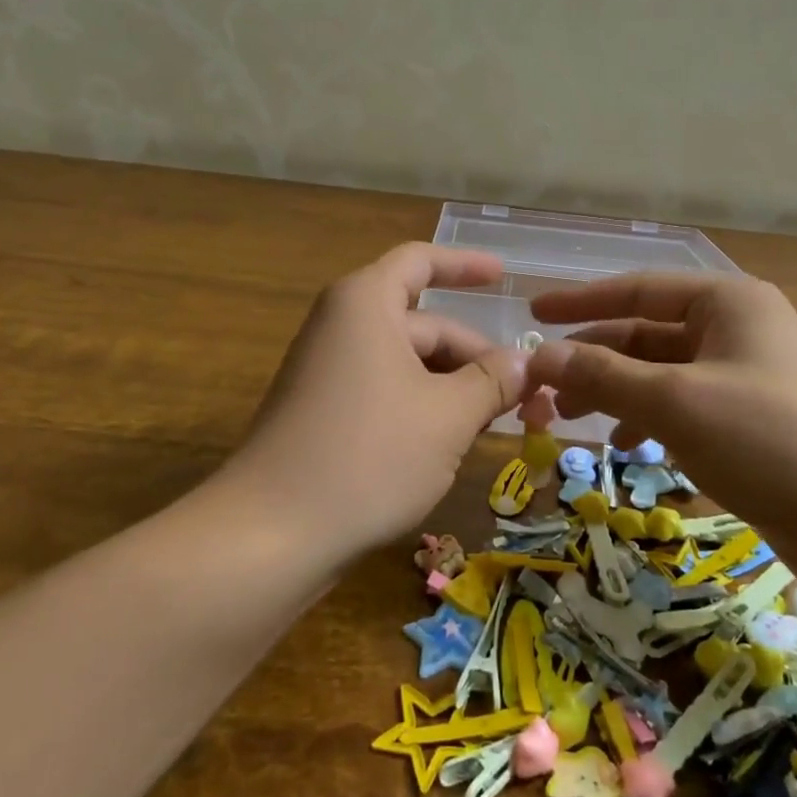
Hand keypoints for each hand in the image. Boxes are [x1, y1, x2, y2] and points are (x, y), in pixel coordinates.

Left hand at [224, 244, 528, 560]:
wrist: (270, 535)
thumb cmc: (369, 455)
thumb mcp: (448, 416)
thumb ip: (493, 381)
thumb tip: (526, 362)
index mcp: (366, 304)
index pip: (420, 261)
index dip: (465, 265)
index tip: (504, 277)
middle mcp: (342, 327)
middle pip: (423, 324)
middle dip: (475, 357)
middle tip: (525, 396)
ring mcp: (327, 373)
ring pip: (407, 365)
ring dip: (453, 389)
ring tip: (496, 425)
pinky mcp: (321, 415)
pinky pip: (384, 393)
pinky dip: (423, 409)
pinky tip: (450, 446)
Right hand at [523, 273, 796, 592]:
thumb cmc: (772, 441)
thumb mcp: (677, 402)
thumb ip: (604, 376)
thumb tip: (538, 358)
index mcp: (728, 303)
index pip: (638, 289)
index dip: (581, 302)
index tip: (533, 315)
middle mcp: (738, 330)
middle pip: (647, 334)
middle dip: (594, 359)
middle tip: (543, 388)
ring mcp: (748, 378)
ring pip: (663, 374)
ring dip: (616, 392)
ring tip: (572, 419)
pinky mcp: (754, 424)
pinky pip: (685, 408)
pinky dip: (650, 421)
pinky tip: (628, 447)